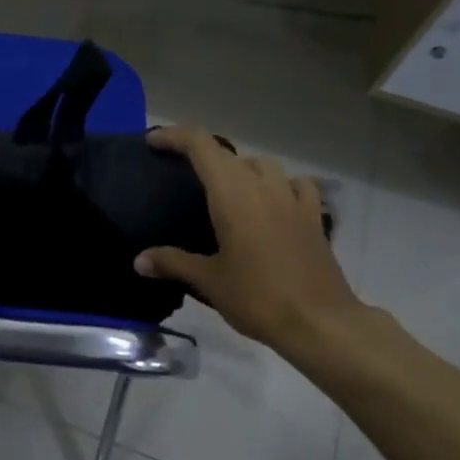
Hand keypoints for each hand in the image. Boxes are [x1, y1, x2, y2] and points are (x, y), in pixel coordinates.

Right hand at [135, 127, 373, 378]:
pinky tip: (273, 202)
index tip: (153, 142)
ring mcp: (292, 199)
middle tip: (179, 171)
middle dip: (200, 153)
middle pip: (227, 153)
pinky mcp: (313, 217)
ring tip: (224, 189)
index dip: (174, 136)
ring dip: (239, 168)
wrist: (320, 322)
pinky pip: (295, 185)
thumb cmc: (258, 297)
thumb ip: (172, 263)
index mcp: (232, 194)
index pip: (200, 145)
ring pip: (262, 164)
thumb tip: (138, 260)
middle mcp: (262, 186)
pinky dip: (279, 184)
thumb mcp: (209, 281)